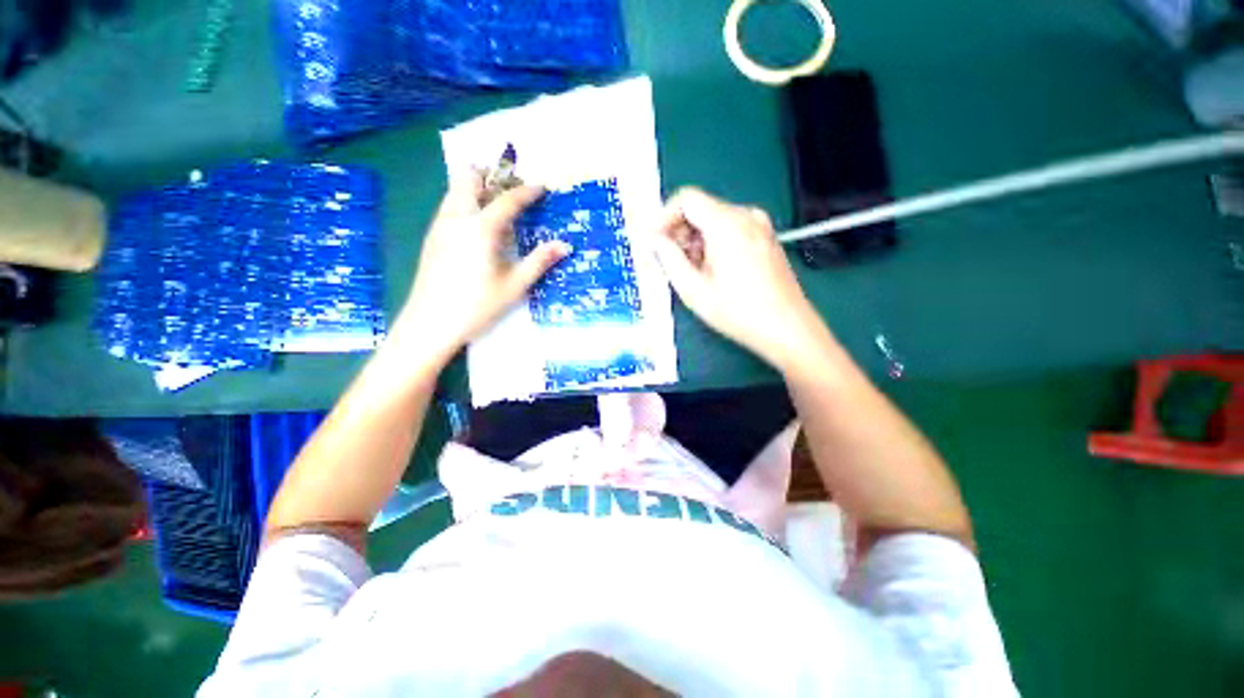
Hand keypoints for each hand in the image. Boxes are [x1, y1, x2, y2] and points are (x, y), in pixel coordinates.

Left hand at [394, 173, 569, 362]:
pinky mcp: (432, 237)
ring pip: (455, 190)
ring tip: (497, 204)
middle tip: (512, 189)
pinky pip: (449, 206)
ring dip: (476, 188)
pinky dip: (465, 202)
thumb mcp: (514, 285)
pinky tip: (477, 227)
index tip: (542, 187)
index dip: (527, 191)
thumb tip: (565, 246)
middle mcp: (456, 218)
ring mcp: (440, 226)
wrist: (430, 323)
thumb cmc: (477, 306)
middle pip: (469, 178)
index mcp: (480, 229)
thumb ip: (539, 261)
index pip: (507, 200)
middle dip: (492, 176)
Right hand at [649, 188, 827, 370]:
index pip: (686, 198)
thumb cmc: (738, 312)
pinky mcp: (765, 238)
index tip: (653, 241)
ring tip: (690, 272)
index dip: (663, 217)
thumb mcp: (694, 290)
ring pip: (713, 220)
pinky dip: (712, 244)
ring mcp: (759, 226)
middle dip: (678, 232)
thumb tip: (654, 240)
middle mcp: (745, 216)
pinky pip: (729, 230)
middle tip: (668, 261)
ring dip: (694, 240)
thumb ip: (669, 259)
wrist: (788, 328)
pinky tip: (711, 271)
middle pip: (700, 208)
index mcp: (727, 224)